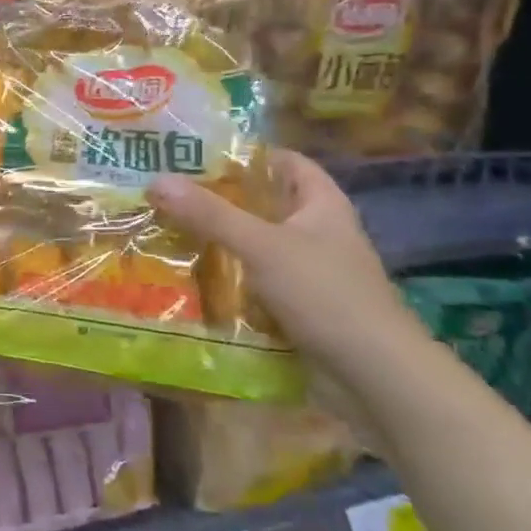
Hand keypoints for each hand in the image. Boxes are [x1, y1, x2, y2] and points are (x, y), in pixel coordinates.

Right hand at [147, 150, 431, 399]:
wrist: (373, 375)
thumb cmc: (325, 295)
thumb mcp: (262, 246)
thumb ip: (209, 214)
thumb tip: (156, 180)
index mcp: (322, 206)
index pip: (286, 163)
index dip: (247, 154)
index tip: (198, 154)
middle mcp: (317, 233)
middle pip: (263, 204)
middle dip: (219, 200)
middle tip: (166, 194)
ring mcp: (308, 273)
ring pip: (254, 246)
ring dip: (217, 242)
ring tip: (165, 232)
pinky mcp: (297, 307)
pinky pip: (253, 283)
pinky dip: (225, 279)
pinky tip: (188, 278)